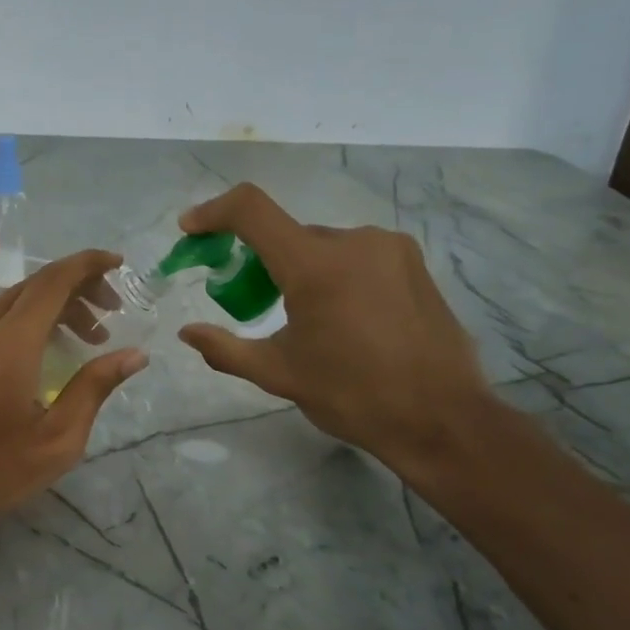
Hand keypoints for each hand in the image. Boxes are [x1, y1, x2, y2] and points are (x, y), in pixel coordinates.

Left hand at [0, 250, 147, 531]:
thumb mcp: (58, 437)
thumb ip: (96, 387)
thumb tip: (135, 354)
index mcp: (9, 343)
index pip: (53, 281)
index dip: (87, 265)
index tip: (119, 263)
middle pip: (35, 285)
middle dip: (78, 287)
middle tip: (113, 311)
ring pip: (16, 299)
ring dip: (56, 305)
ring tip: (91, 337)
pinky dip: (32, 319)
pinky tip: (52, 348)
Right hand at [176, 184, 491, 474]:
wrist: (442, 419)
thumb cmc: (353, 396)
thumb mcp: (279, 375)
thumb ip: (225, 349)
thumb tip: (187, 333)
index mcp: (315, 265)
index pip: (251, 210)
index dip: (213, 212)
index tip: (191, 230)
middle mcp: (354, 241)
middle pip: (287, 235)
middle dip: (259, 261)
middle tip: (249, 303)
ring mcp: (389, 248)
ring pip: (322, 247)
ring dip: (299, 270)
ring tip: (304, 320)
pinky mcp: (413, 263)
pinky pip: (355, 256)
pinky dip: (333, 275)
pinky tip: (342, 319)